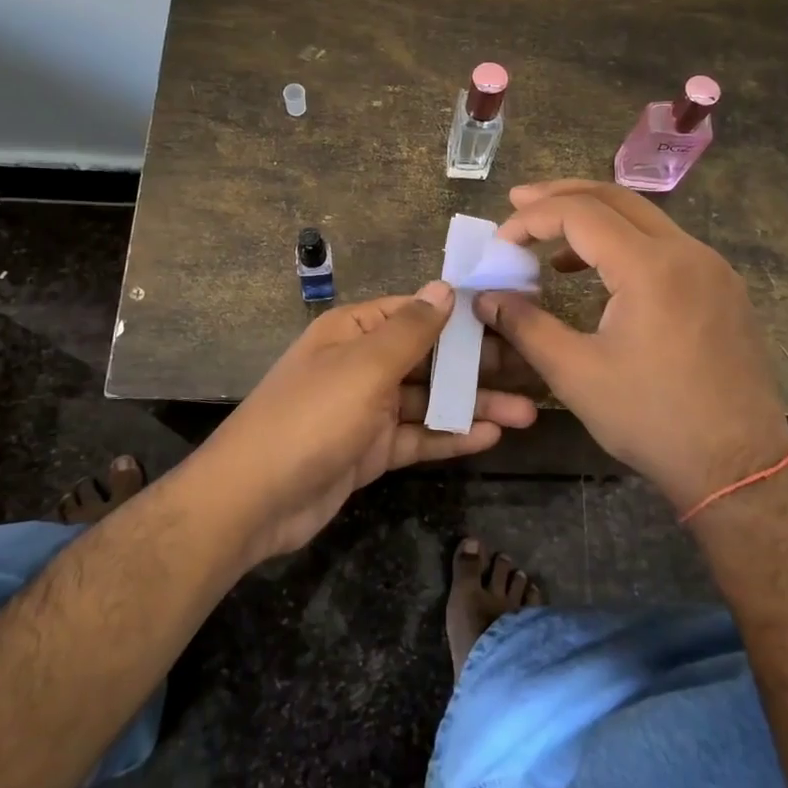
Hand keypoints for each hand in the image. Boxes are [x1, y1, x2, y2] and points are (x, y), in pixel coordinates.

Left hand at [202, 282, 537, 560]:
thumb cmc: (311, 418)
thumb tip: (445, 287)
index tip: (513, 315)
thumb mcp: (364, 367)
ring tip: (528, 412)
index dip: (464, 313)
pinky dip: (452, 436)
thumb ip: (410, 330)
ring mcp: (368, 409)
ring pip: (431, 400)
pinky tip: (491, 436)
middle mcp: (364, 363)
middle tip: (534, 369)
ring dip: (475, 405)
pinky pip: (419, 436)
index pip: (418, 311)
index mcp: (356, 330)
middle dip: (479, 365)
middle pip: (431, 357)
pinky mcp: (372, 450)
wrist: (254, 500)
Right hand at [480, 180, 787, 513]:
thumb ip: (526, 326)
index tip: (499, 243)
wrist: (739, 466)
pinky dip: (625, 244)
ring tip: (550, 240)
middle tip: (518, 201)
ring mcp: (713, 268)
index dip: (531, 219)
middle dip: (562, 196)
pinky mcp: (723, 289)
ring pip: (645, 219)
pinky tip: (599, 273)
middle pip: (616, 198)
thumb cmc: (652, 420)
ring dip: (594, 219)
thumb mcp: (576, 374)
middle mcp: (688, 253)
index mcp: (651, 267)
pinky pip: (667, 246)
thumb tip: (486, 298)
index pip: (580, 214)